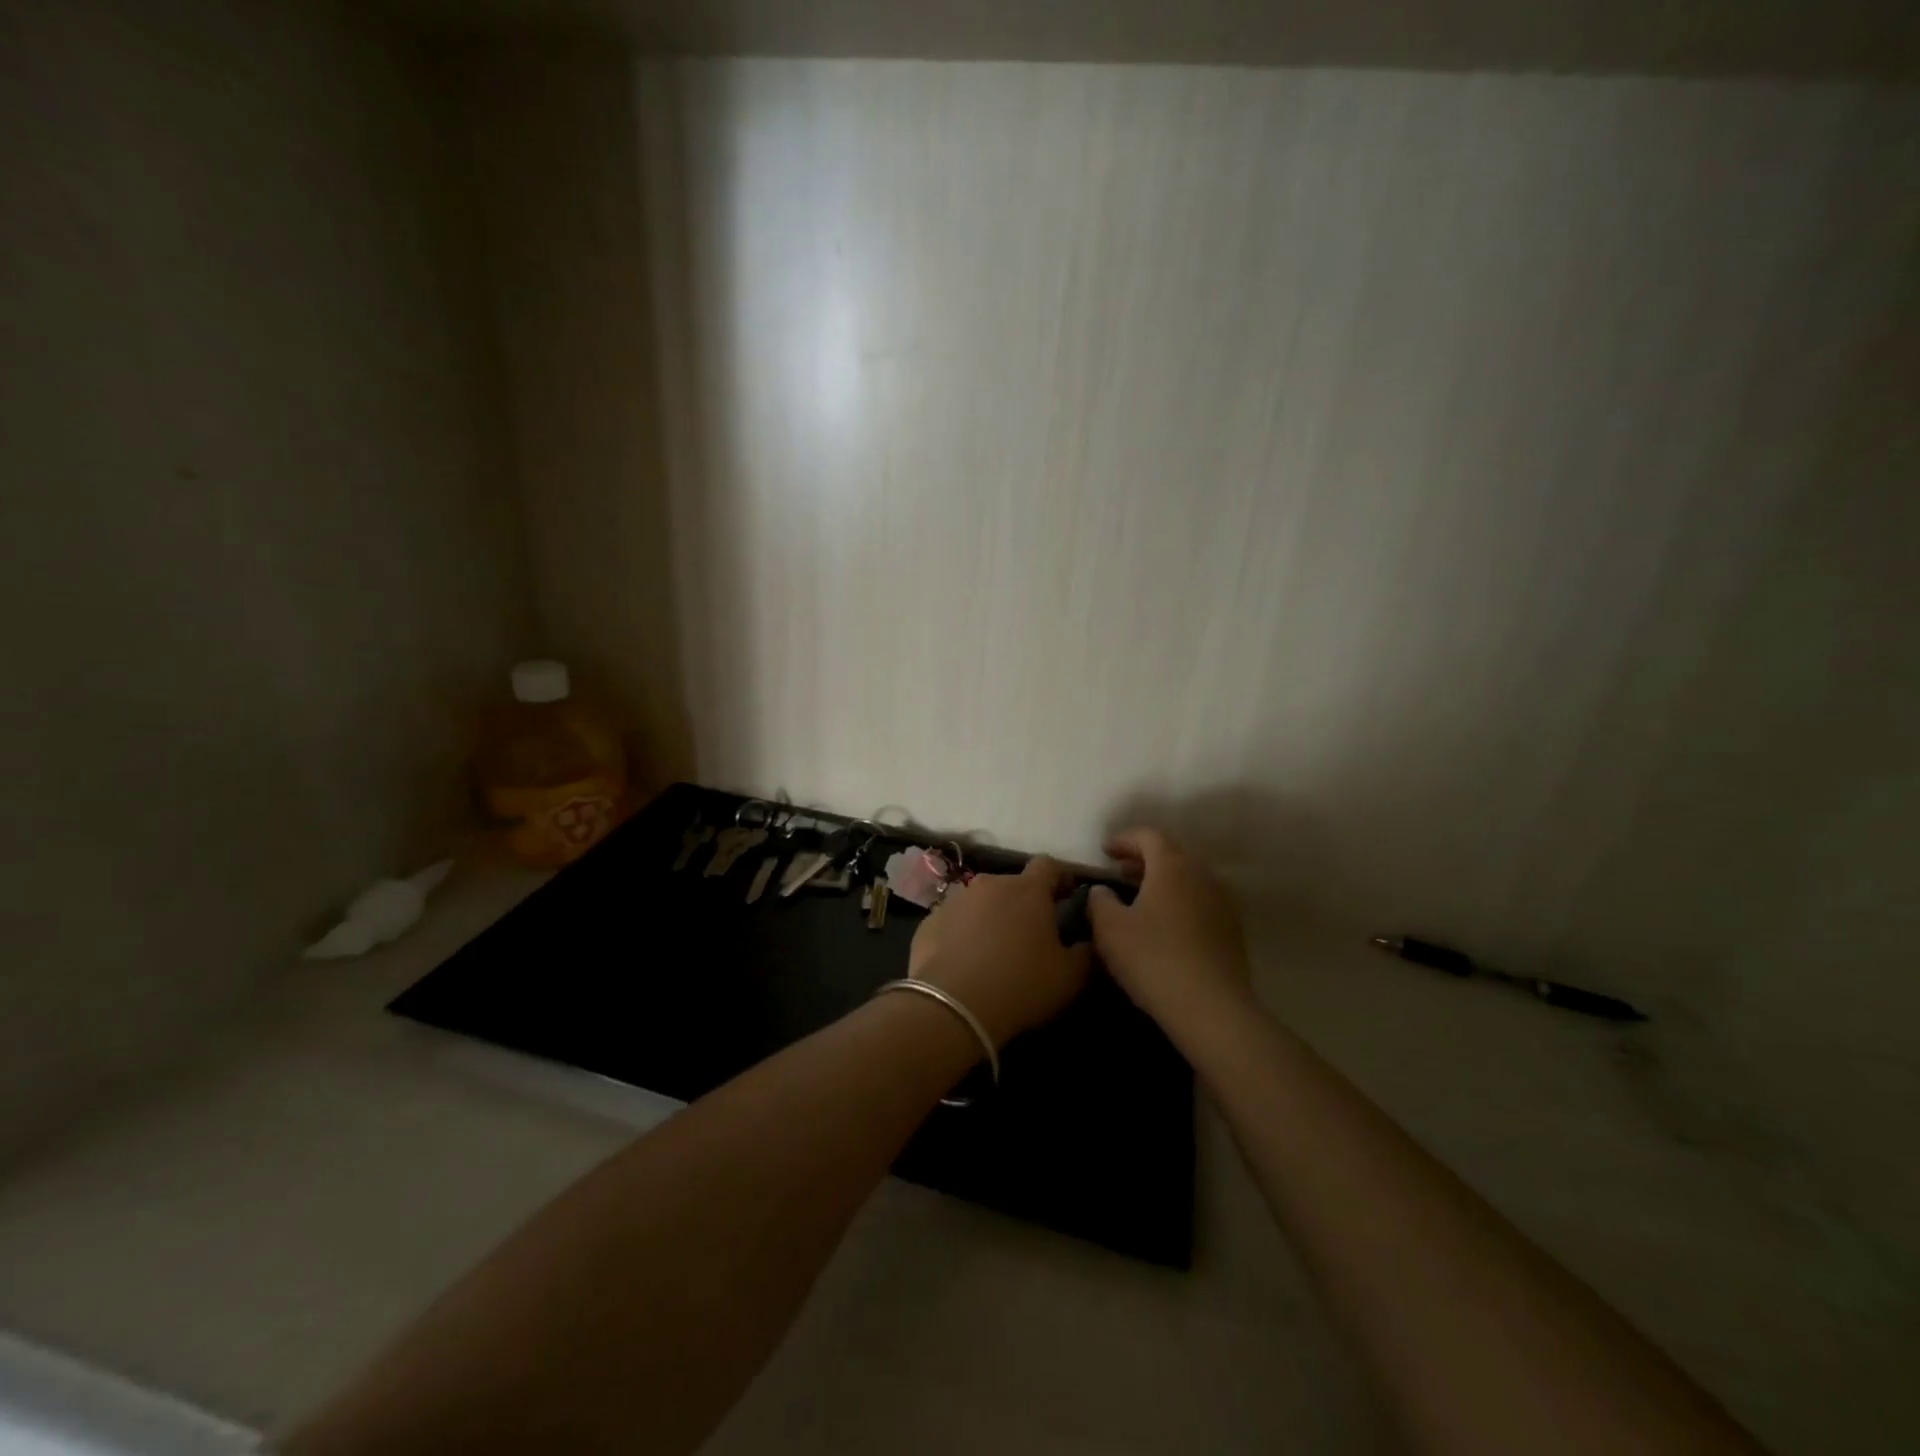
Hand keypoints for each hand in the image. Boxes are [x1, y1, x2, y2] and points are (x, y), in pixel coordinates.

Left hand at [908, 857, 1092, 1045]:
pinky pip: (955, 921)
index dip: (1061, 877)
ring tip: (996, 948)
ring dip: (992, 916)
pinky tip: (966, 961)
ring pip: (982, 901)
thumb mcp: (1070, 976)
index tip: (1068, 894)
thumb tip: (1088, 940)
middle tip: (1032, 932)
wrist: (951, 1006)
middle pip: (1013, 884)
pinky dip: (964, 933)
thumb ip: (1086, 952)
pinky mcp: (929, 922)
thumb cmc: (1020, 985)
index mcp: (1027, 890)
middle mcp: (989, 884)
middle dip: (1025, 902)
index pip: (1049, 865)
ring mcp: (955, 900)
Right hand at [1086, 828, 1249, 1029]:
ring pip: (1188, 879)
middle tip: (1120, 871)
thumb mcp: (1109, 928)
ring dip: (1162, 881)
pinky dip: (1179, 902)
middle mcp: (1201, 875)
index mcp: (1172, 865)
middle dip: (1144, 859)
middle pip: (1172, 854)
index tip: (1105, 850)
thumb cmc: (1153, 959)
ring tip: (1139, 898)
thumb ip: (1099, 901)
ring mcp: (1221, 902)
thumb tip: (1101, 890)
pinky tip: (1164, 926)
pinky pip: (1199, 902)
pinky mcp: (1231, 930)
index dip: (1124, 839)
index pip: (1148, 836)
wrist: (1212, 1008)